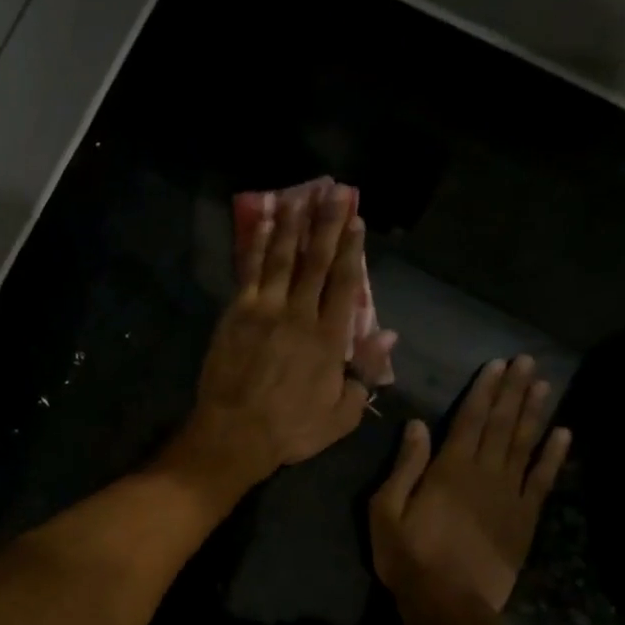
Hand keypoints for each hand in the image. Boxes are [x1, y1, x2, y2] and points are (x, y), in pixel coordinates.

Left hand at [166, 183, 372, 495]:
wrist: (236, 432)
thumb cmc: (292, 429)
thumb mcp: (343, 413)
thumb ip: (366, 372)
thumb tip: (388, 335)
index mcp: (330, 338)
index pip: (344, 284)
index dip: (351, 250)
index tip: (357, 222)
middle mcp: (300, 314)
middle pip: (316, 261)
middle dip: (327, 224)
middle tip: (334, 191)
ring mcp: (265, 309)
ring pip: (283, 257)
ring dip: (293, 224)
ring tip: (301, 195)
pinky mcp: (237, 312)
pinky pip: (251, 270)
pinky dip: (259, 244)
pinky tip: (266, 223)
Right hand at [370, 356, 570, 620]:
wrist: (449, 604)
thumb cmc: (409, 557)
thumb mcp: (386, 511)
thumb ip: (405, 467)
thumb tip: (417, 425)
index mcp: (449, 469)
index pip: (469, 420)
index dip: (484, 390)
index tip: (497, 364)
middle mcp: (484, 474)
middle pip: (501, 425)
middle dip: (512, 391)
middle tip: (527, 361)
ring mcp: (509, 496)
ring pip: (524, 445)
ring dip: (534, 413)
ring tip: (543, 385)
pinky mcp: (525, 519)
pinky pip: (542, 480)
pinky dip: (553, 456)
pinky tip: (562, 434)